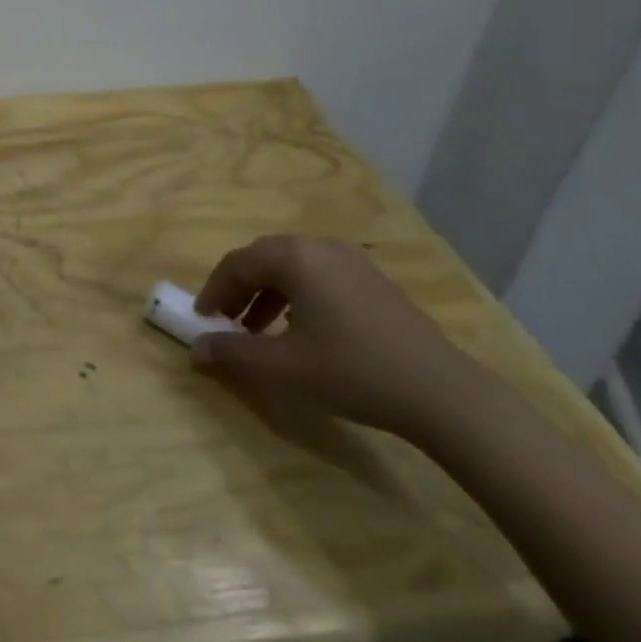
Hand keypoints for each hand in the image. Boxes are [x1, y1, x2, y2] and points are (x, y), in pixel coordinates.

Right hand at [191, 235, 487, 442]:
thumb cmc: (354, 372)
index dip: (214, 290)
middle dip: (239, 288)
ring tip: (258, 329)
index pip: (237, 263)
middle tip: (226, 320)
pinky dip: (297, 295)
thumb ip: (233, 354)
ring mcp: (352, 260)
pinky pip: (319, 275)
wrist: (444, 395)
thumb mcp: (283, 368)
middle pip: (263, 258)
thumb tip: (195, 348)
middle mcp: (320, 246)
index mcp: (294, 257)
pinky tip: (302, 329)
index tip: (202, 318)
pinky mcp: (373, 279)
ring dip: (267, 293)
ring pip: (292, 266)